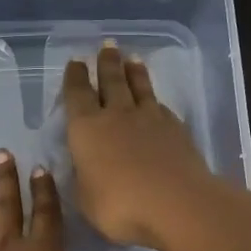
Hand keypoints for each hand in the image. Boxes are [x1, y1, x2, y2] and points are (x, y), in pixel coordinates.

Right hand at [62, 41, 250, 250]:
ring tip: (131, 59)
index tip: (76, 62)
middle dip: (106, 63)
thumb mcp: (85, 199)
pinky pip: (161, 107)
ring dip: (133, 72)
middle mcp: (117, 115)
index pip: (77, 94)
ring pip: (139, 88)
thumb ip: (82, 178)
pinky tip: (156, 101)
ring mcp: (150, 119)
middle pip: (111, 81)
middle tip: (107, 46)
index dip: (75, 77)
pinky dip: (154, 100)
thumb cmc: (119, 205)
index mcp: (86, 128)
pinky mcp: (176, 129)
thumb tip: (82, 165)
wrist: (176, 204)